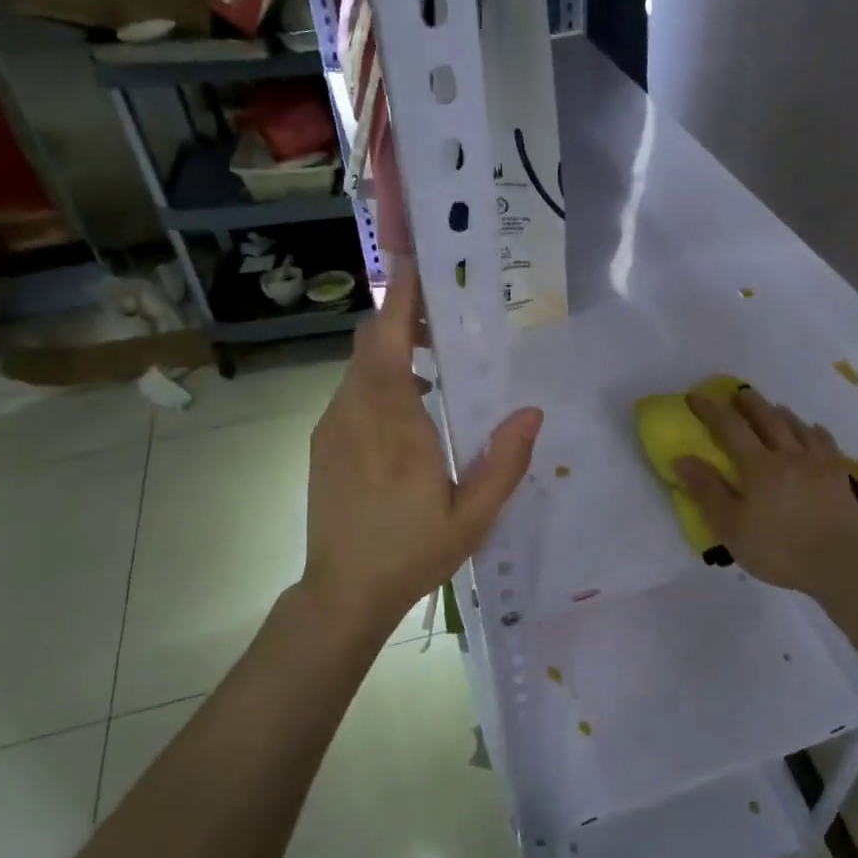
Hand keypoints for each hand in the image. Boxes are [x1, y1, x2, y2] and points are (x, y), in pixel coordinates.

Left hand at [300, 265, 542, 641]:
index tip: (421, 266)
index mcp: (393, 423)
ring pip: (359, 368)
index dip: (401, 299)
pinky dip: (379, 381)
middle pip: (369, 344)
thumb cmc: (412, 553)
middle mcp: (354, 412)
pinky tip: (411, 409)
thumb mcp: (473, 516)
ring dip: (392, 352)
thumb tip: (532, 411)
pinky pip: (352, 394)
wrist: (343, 592)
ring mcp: (333, 427)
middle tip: (444, 314)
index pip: (387, 341)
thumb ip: (504, 462)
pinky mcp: (324, 443)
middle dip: (401, 318)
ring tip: (435, 359)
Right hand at [672, 386, 857, 601]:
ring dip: (781, 413)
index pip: (730, 427)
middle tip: (739, 391)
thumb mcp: (731, 527)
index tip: (696, 397)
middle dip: (750, 403)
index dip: (711, 410)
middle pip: (768, 419)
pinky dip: (815, 431)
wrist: (843, 564)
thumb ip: (707, 491)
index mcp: (759, 466)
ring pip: (798, 427)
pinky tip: (814, 430)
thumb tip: (682, 458)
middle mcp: (789, 455)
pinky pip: (826, 443)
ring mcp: (819, 464)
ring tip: (773, 407)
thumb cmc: (779, 549)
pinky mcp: (840, 477)